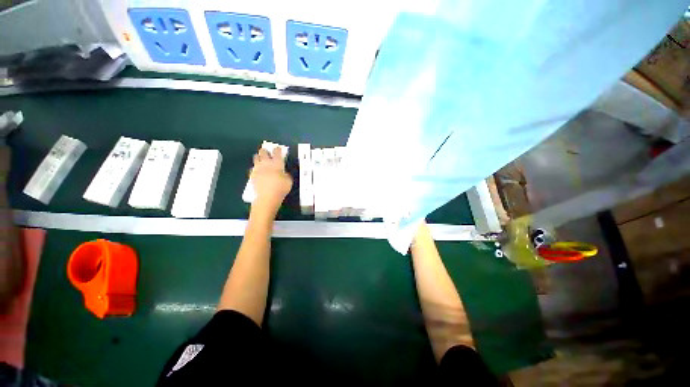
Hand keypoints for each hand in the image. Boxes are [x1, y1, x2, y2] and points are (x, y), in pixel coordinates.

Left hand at [250, 147, 292, 210]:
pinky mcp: (252, 174)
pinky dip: (255, 167)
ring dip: (259, 157)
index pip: (277, 152)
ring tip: (261, 159)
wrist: (267, 196)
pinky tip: (258, 170)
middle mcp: (266, 163)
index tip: (278, 148)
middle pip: (263, 152)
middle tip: (267, 152)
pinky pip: (252, 168)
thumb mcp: (289, 180)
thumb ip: (286, 174)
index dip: (277, 149)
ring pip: (256, 157)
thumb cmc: (281, 188)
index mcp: (277, 163)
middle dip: (265, 151)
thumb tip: (283, 172)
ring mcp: (258, 168)